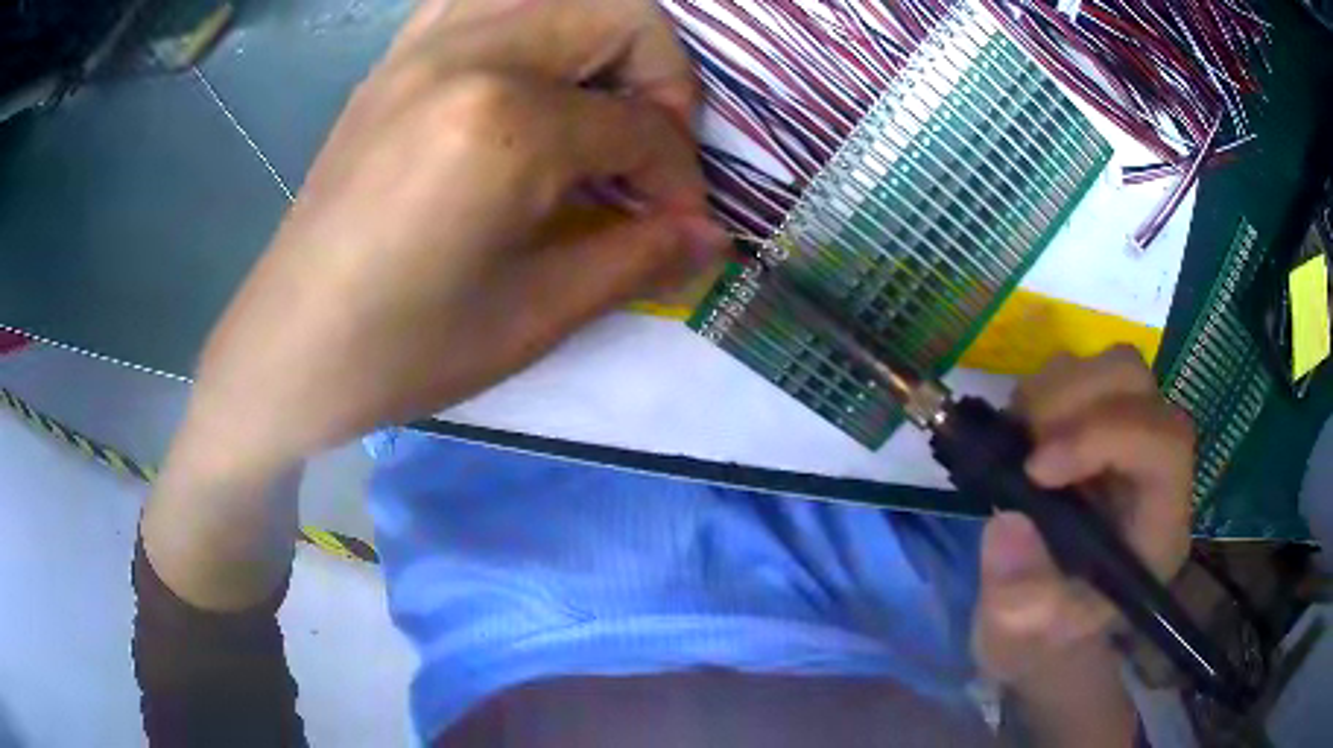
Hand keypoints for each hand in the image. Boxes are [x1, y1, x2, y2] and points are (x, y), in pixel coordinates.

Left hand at [184, 0, 726, 469]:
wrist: (289, 348)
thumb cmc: (404, 349)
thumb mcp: (534, 317)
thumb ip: (638, 258)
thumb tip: (712, 235)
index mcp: (506, 123)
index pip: (643, 125)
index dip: (680, 177)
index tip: (679, 223)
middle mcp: (469, 53)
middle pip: (620, 13)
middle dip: (662, 79)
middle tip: (647, 149)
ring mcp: (423, 45)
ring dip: (601, 38)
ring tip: (596, 106)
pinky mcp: (396, 58)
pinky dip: (533, 21)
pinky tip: (530, 78)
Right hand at [973, 348, 1193, 742]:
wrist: (1041, 617)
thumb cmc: (1042, 633)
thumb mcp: (1024, 636)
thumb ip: (1019, 598)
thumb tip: (1007, 525)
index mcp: (1159, 521)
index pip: (1164, 443)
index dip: (1104, 435)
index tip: (1036, 469)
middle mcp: (1154, 465)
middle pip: (1138, 383)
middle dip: (1074, 400)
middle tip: (1022, 449)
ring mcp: (1128, 436)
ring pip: (1110, 366)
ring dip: (1054, 393)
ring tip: (1017, 446)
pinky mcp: (1097, 422)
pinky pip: (1077, 373)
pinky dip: (1040, 393)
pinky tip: (1019, 438)